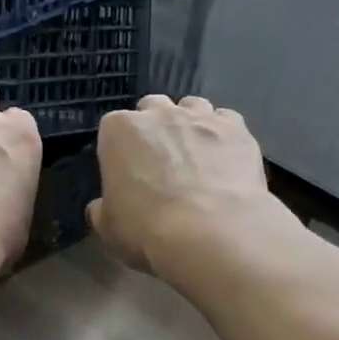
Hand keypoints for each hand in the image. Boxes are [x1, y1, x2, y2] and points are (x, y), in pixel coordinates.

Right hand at [88, 94, 286, 274]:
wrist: (211, 232)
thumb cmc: (147, 229)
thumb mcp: (108, 228)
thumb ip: (102, 210)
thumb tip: (101, 207)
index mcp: (119, 131)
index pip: (113, 127)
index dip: (120, 149)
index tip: (126, 172)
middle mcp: (159, 113)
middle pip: (153, 108)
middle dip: (155, 128)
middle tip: (161, 162)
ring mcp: (201, 116)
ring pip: (192, 106)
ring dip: (190, 125)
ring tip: (196, 156)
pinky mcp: (236, 128)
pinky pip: (226, 120)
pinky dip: (223, 135)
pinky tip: (225, 159)